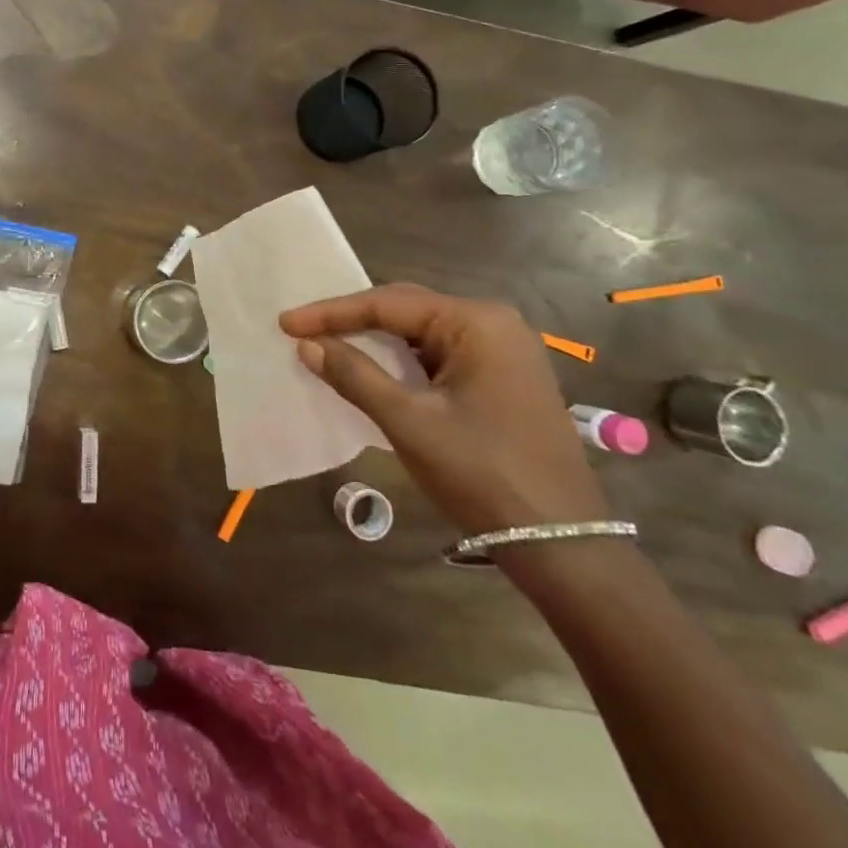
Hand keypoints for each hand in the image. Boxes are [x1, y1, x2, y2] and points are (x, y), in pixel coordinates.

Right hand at [280, 284, 608, 535]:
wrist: (561, 544)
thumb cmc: (482, 474)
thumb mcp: (409, 423)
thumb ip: (355, 376)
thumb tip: (307, 345)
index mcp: (476, 322)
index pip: (388, 303)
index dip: (332, 312)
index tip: (286, 322)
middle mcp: (493, 323)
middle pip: (406, 309)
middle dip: (352, 320)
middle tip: (301, 330)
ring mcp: (503, 351)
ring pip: (421, 333)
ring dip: (375, 340)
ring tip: (327, 344)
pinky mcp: (502, 377)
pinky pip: (438, 354)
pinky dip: (401, 360)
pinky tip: (371, 368)